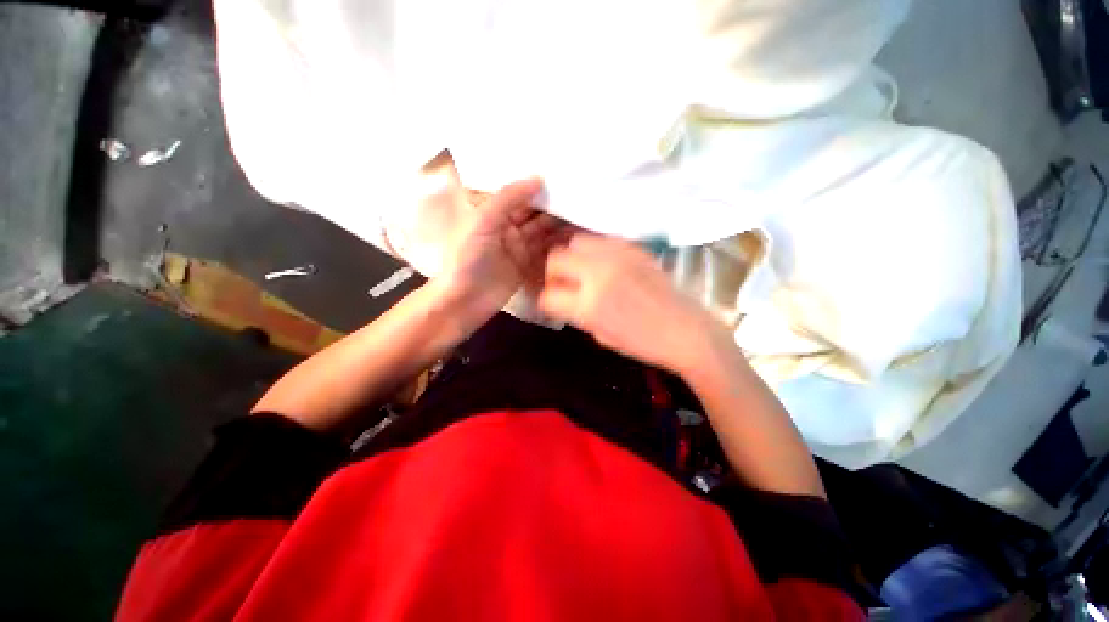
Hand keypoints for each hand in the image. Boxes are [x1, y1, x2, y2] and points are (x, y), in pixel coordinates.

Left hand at [436, 178, 565, 328]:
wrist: (465, 300)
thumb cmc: (467, 257)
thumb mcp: (483, 221)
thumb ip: (508, 198)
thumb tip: (538, 178)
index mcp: (491, 211)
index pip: (517, 192)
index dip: (535, 182)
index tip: (559, 171)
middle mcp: (506, 225)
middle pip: (533, 210)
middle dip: (552, 202)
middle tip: (579, 190)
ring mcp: (518, 245)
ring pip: (542, 229)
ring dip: (559, 221)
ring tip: (584, 209)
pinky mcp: (527, 263)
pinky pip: (545, 248)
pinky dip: (559, 242)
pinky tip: (577, 235)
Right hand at [539, 233, 727, 373]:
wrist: (686, 330)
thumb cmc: (643, 343)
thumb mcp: (601, 335)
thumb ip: (578, 313)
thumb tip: (566, 296)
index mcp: (588, 306)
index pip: (548, 295)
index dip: (546, 301)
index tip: (553, 303)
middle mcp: (598, 274)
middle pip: (556, 258)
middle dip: (554, 273)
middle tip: (565, 284)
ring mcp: (617, 256)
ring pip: (576, 241)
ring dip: (573, 257)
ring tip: (585, 271)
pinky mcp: (633, 248)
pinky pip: (601, 240)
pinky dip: (596, 251)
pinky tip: (605, 265)